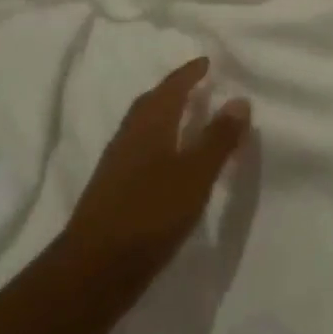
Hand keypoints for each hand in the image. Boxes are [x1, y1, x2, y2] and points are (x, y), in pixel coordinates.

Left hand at [61, 58, 251, 300]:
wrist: (93, 271)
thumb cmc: (150, 214)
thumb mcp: (195, 175)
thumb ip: (218, 138)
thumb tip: (239, 99)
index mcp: (150, 124)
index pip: (172, 87)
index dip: (189, 73)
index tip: (206, 62)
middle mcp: (129, 136)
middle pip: (151, 103)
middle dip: (173, 90)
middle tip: (195, 85)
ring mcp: (116, 164)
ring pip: (143, 127)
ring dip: (163, 116)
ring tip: (185, 119)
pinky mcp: (111, 191)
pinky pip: (138, 150)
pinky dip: (157, 143)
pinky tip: (167, 162)